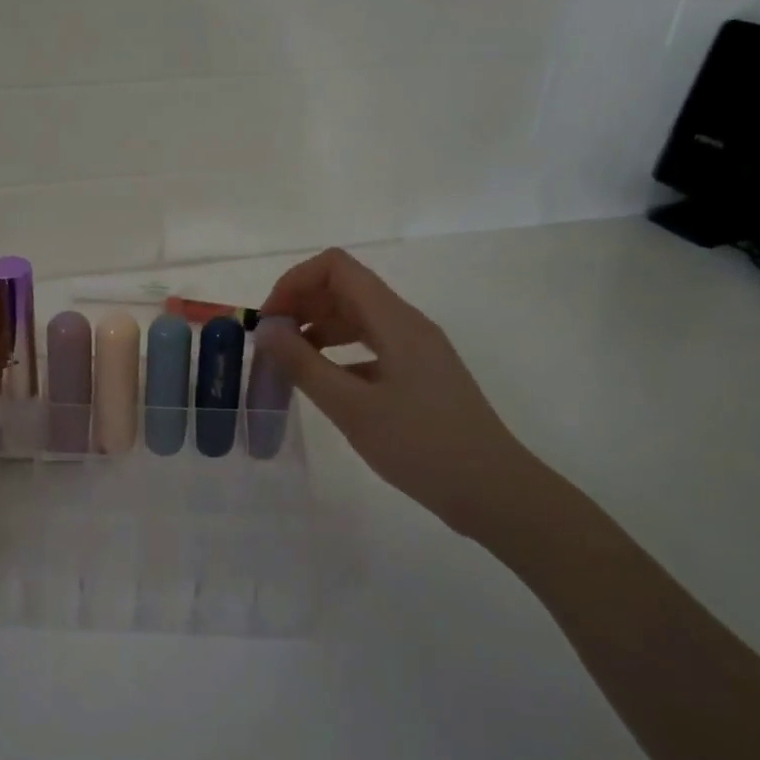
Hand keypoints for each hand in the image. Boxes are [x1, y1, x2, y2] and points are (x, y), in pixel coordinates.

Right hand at [257, 248, 545, 542]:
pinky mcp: (420, 373)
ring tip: (288, 362)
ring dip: (318, 328)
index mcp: (395, 321)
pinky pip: (371, 345)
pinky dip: (339, 352)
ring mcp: (417, 349)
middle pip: (345, 288)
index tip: (269, 321)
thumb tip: (265, 328)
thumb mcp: (352, 408)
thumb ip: (303, 365)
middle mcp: (407, 324)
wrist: (494, 492)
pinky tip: (323, 383)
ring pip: (357, 317)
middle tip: (271, 344)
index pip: (336, 268)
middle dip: (301, 305)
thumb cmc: (421, 447)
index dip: (295, 282)